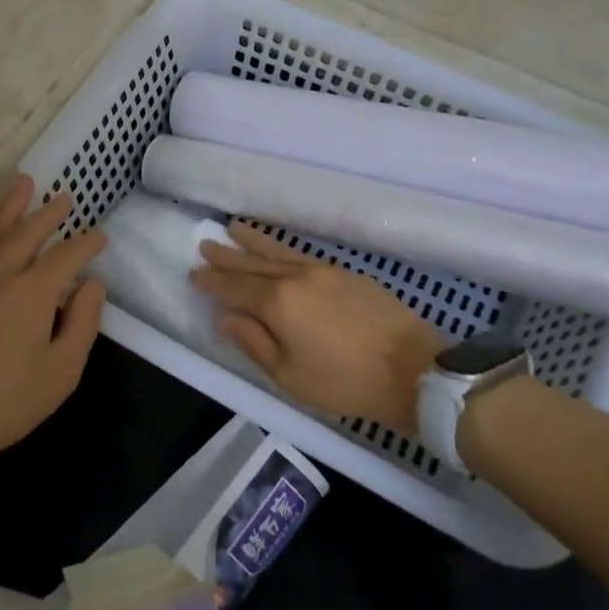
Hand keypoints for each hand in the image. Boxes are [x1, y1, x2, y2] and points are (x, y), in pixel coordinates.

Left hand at [0, 176, 106, 484]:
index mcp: (34, 292)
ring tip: (22, 184)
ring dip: (10, 208)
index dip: (87, 243)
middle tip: (64, 197)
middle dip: (49, 213)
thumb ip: (83, 322)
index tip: (100, 236)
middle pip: (28, 232)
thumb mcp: (62, 371)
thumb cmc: (6, 403)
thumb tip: (92, 283)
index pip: (67, 255)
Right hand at [191, 222, 443, 434]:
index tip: (193, 273)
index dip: (213, 282)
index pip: (236, 287)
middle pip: (255, 263)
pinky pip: (303, 254)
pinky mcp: (348, 274)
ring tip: (234, 227)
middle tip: (205, 243)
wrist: (415, 370)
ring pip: (280, 252)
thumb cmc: (346, 383)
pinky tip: (278, 250)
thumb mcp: (289, 375)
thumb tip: (226, 317)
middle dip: (228, 255)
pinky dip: (282, 249)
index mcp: (278, 302)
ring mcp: (325, 271)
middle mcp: (297, 277)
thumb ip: (253, 342)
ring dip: (254, 241)